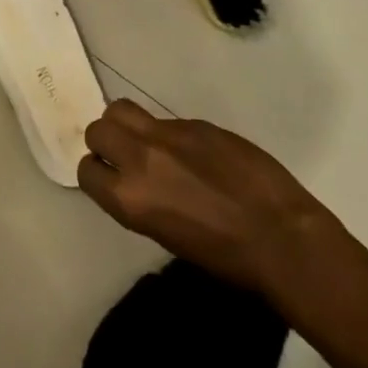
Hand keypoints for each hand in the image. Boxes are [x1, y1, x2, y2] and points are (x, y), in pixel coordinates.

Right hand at [78, 100, 343, 299]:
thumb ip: (141, 198)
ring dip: (128, 125)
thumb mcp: (166, 235)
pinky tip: (196, 156)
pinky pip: (167, 120)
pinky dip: (170, 134)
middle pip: (99, 128)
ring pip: (123, 109)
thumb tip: (136, 178)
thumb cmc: (225, 258)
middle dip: (106, 140)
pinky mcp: (196, 122)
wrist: (281, 237)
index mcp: (129, 198)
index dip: (97, 172)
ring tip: (151, 145)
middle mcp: (140, 158)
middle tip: (125, 156)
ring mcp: (168, 134)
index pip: (86, 169)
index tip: (110, 178)